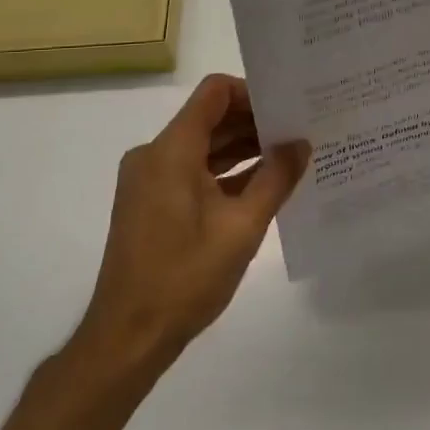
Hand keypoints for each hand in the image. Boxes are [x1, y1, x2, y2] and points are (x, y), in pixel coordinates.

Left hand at [70, 74, 309, 375]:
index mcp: (172, 150)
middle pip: (210, 118)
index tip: (287, 109)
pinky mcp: (151, 202)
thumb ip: (276, 178)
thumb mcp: (242, 226)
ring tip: (289, 156)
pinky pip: (192, 170)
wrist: (128, 337)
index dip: (253, 93)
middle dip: (254, 122)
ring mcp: (150, 180)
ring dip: (242, 148)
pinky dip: (225, 172)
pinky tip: (262, 185)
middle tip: (300, 131)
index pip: (215, 92)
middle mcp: (155, 155)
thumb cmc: (185, 276)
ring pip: (203, 146)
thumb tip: (301, 144)